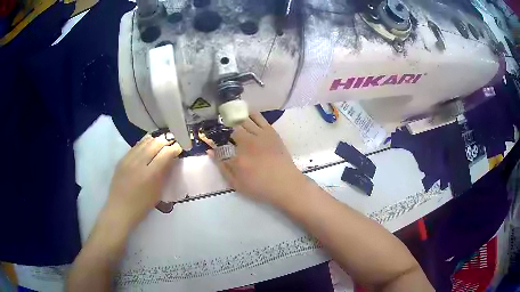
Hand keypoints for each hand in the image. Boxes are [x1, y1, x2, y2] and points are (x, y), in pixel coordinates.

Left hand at [101, 134, 181, 232]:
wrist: (120, 209)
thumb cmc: (142, 206)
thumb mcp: (158, 192)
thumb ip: (164, 174)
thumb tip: (171, 160)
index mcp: (150, 175)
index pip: (166, 153)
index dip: (175, 148)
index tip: (180, 147)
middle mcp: (139, 163)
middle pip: (156, 143)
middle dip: (166, 141)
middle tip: (172, 142)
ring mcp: (129, 159)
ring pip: (145, 141)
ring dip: (156, 140)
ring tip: (162, 141)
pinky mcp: (122, 159)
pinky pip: (136, 146)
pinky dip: (145, 143)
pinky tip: (148, 145)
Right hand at [207, 114, 305, 204]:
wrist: (286, 184)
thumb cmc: (260, 187)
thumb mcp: (237, 184)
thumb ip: (223, 168)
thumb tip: (211, 151)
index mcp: (237, 158)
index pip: (220, 146)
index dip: (215, 143)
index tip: (214, 144)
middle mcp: (247, 143)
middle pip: (232, 130)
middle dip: (226, 131)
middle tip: (225, 133)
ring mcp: (260, 135)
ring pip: (243, 121)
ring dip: (236, 120)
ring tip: (232, 121)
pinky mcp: (270, 132)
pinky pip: (258, 117)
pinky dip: (249, 114)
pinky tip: (245, 113)